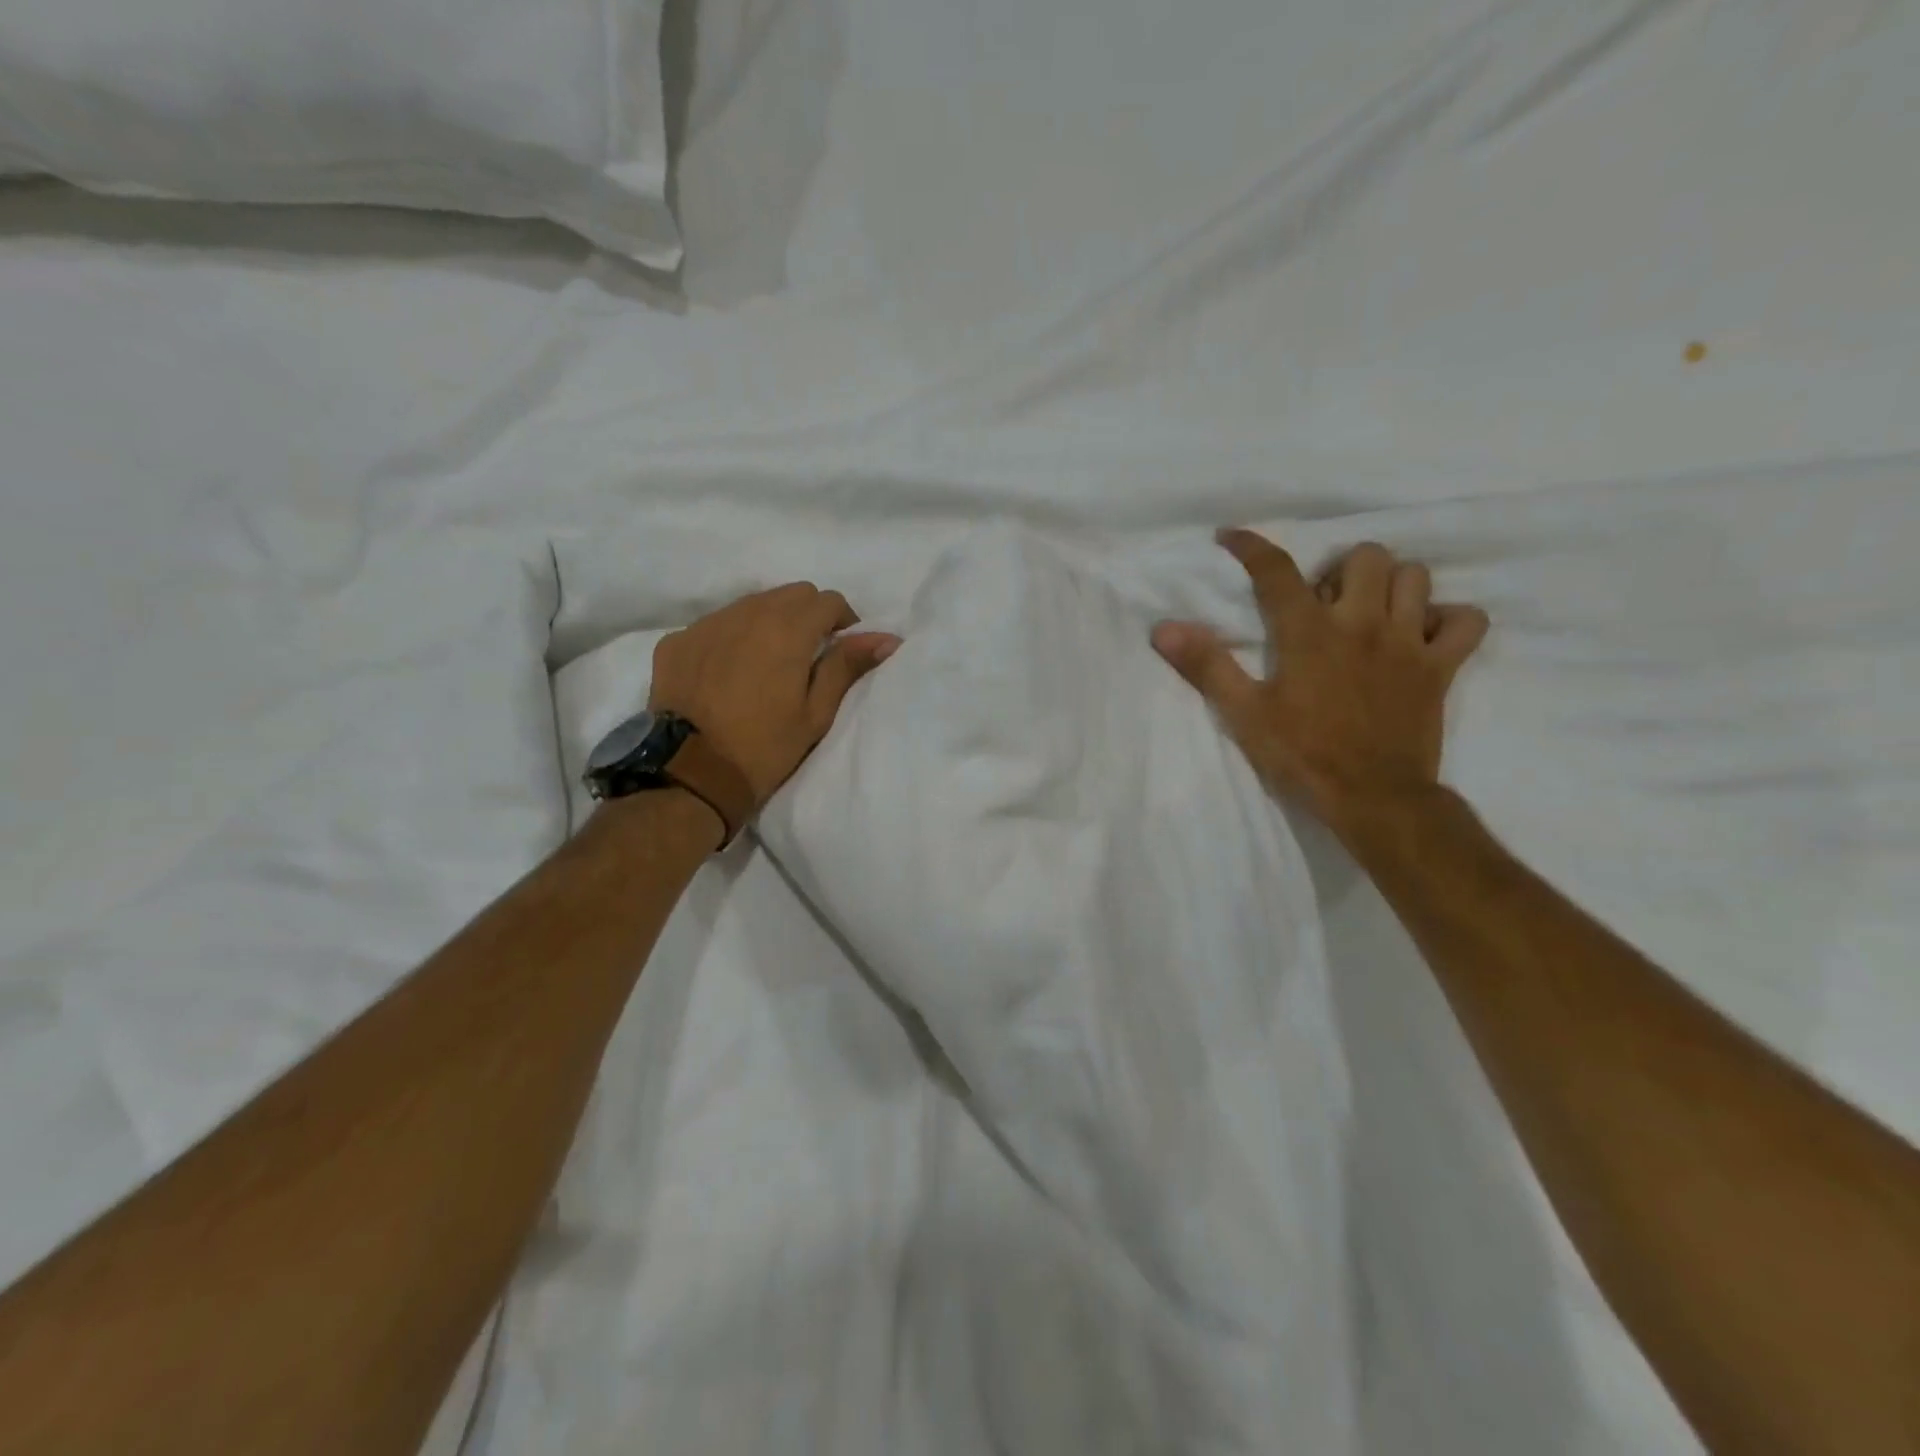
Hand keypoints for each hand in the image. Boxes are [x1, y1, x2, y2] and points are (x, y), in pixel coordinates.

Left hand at [649, 584, 899, 807]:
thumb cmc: (764, 748)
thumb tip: (887, 638)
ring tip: (767, 662)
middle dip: (808, 614)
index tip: (840, 647)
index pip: (827, 600)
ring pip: (751, 604)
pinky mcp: (678, 640)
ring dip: (769, 621)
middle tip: (808, 654)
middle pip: (791, 594)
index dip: (842, 620)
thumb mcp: (816, 713)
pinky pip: (716, 624)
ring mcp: (707, 624)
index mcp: (787, 630)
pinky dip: (731, 637)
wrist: (690, 774)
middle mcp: (746, 614)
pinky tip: (728, 671)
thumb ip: (847, 666)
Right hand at [1152, 530, 1487, 841]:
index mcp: (1309, 633)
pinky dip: (1449, 619)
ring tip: (1369, 613)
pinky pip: (1467, 621)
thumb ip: (1207, 666)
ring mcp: (1409, 643)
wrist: (1373, 798)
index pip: (1277, 570)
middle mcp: (1363, 624)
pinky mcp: (1442, 667)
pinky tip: (1423, 635)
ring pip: (1416, 577)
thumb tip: (1164, 628)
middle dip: (1340, 570)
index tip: (1231, 537)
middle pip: (1365, 557)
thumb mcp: (1244, 714)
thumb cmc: (1303, 755)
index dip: (1251, 546)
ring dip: (1390, 586)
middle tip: (1323, 603)